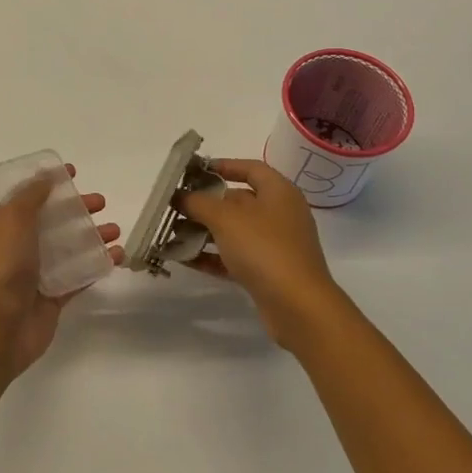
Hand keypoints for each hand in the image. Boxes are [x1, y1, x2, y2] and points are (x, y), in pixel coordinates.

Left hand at [0, 166, 121, 378]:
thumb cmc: (4, 264)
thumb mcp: (13, 218)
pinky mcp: (54, 297)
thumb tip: (47, 176)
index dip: (49, 183)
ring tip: (116, 230)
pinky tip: (118, 256)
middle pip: (52, 221)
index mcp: (3, 225)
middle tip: (101, 203)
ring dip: (92, 236)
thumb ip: (32, 195)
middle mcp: (19, 246)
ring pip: (69, 248)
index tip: (73, 173)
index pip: (28, 197)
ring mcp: (37, 273)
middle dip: (77, 209)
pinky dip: (97, 264)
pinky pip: (79, 276)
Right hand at [177, 158, 353, 351]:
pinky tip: (184, 259)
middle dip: (205, 203)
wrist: (298, 307)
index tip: (195, 171)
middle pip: (238, 201)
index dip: (224, 165)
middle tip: (176, 206)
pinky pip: (235, 257)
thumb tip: (180, 196)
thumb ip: (198, 202)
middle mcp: (280, 214)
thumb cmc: (264, 248)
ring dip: (204, 231)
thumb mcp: (225, 218)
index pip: (251, 168)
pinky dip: (211, 256)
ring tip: (172, 233)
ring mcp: (275, 245)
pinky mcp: (268, 272)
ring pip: (234, 231)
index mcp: (279, 192)